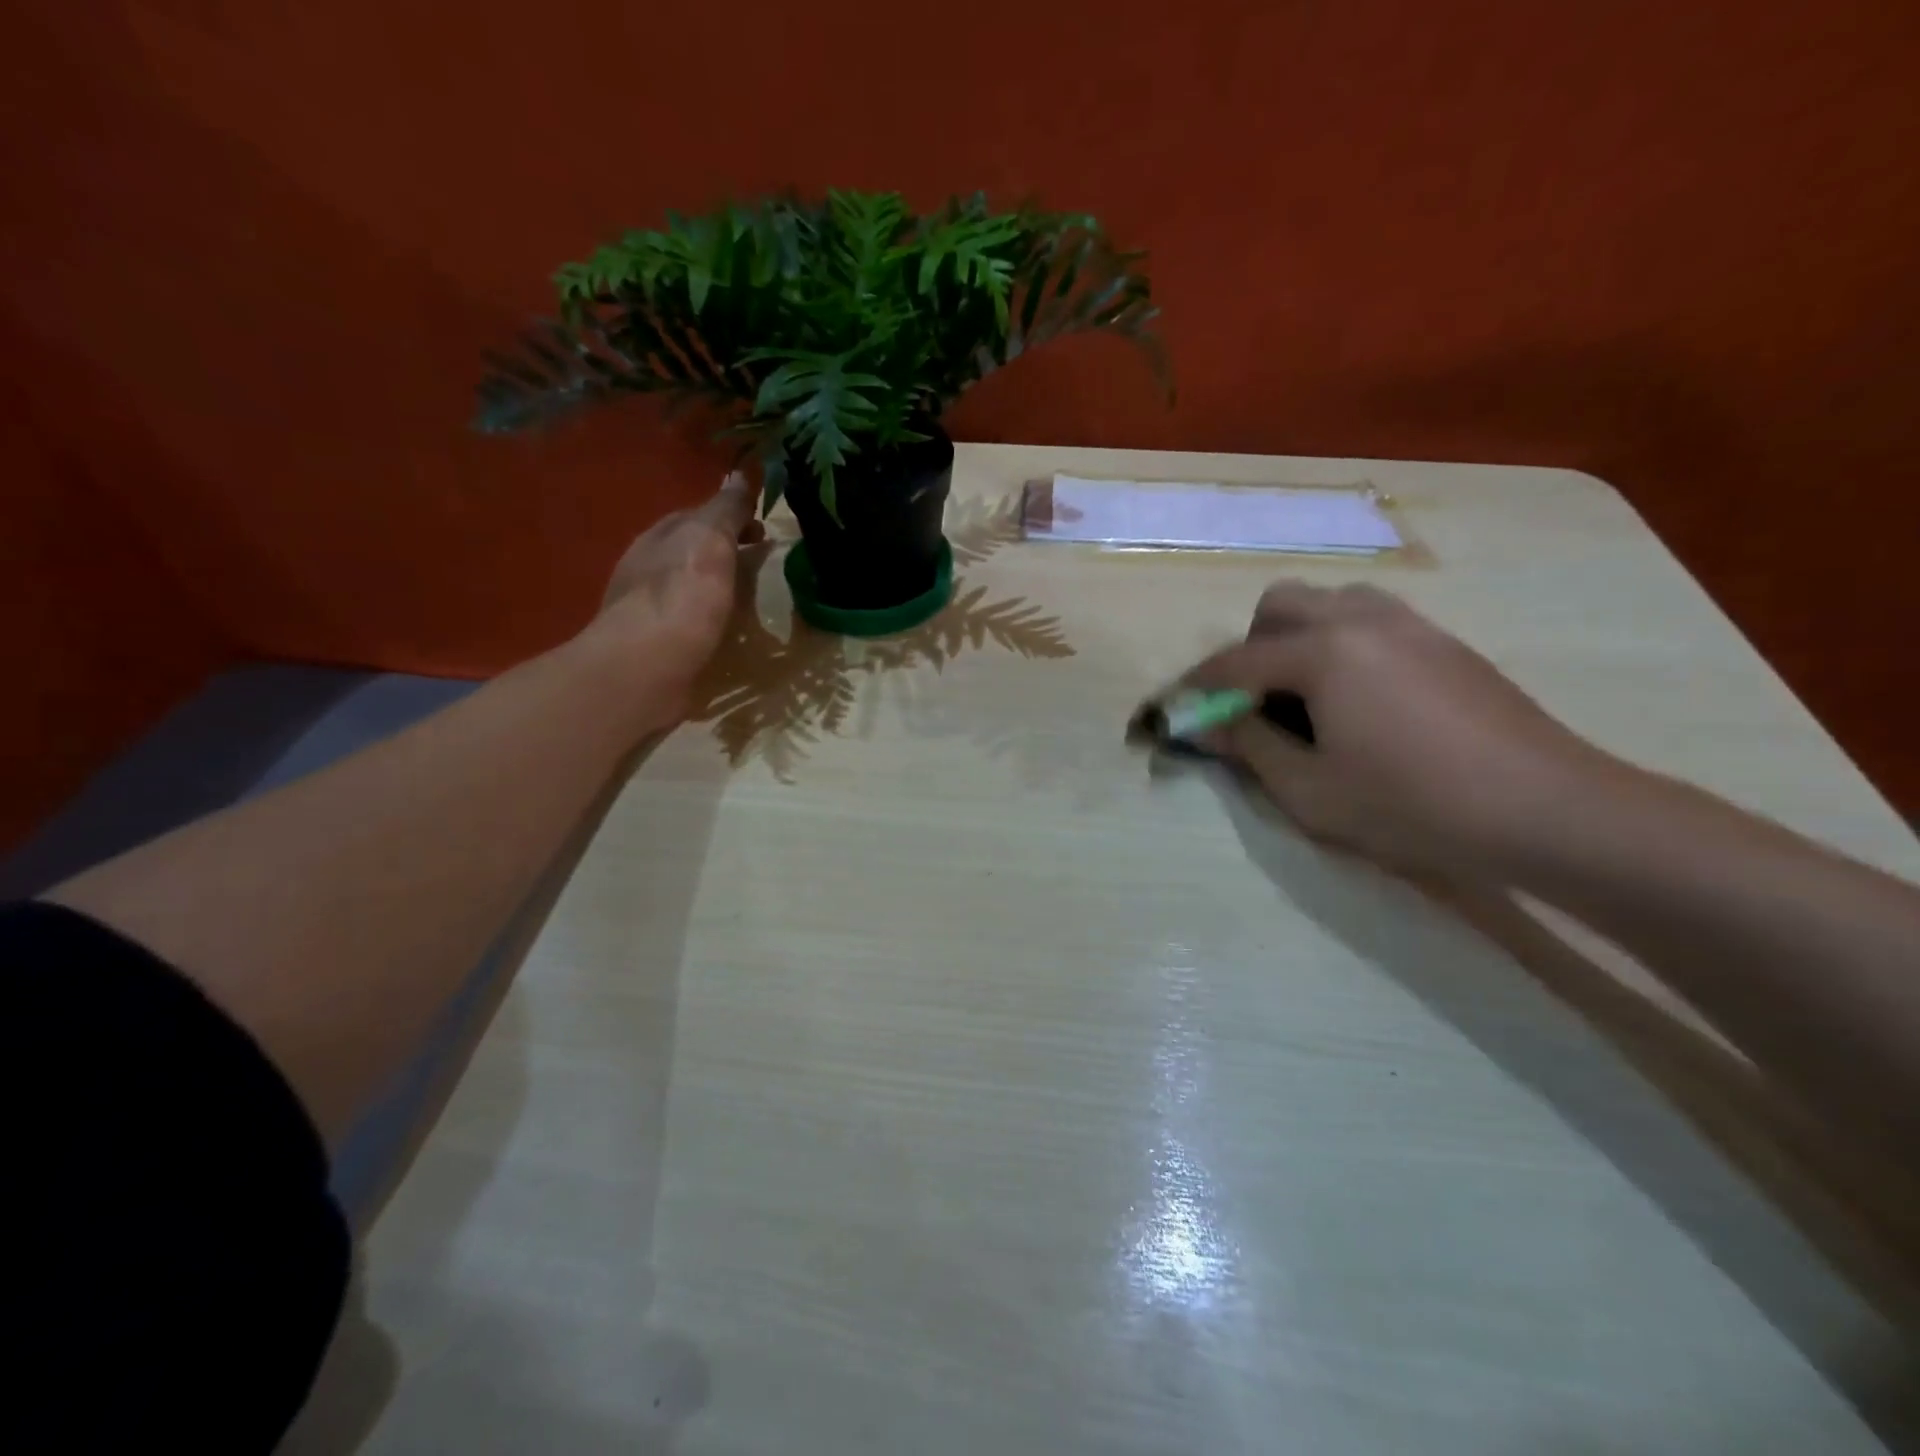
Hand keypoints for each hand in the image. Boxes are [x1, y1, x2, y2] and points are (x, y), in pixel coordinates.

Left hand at [579, 471, 762, 716]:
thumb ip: (726, 509)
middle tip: (760, 564)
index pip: (697, 515)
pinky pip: (687, 621)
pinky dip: (708, 618)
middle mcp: (648, 567)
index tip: (763, 531)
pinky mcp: (655, 645)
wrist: (646, 667)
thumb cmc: (681, 596)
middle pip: (691, 550)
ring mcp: (648, 608)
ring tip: (749, 599)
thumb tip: (741, 474)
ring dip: (716, 586)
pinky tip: (725, 630)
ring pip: (688, 586)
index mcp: (660, 536)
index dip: (731, 518)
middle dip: (724, 551)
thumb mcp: (710, 539)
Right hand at [1190, 582, 1607, 876]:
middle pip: (1280, 606)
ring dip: (1298, 638)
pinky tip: (1357, 699)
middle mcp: (1360, 620)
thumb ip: (1250, 747)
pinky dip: (1341, 644)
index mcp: (1322, 652)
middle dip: (1250, 648)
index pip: (1235, 662)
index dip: (1198, 689)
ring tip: (1304, 695)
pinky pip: (1370, 620)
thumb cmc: (1412, 804)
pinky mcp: (1443, 641)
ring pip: (1329, 603)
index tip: (1175, 710)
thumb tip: (1208, 725)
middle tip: (1253, 702)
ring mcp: (1409, 624)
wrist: (1546, 808)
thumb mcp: (1310, 790)